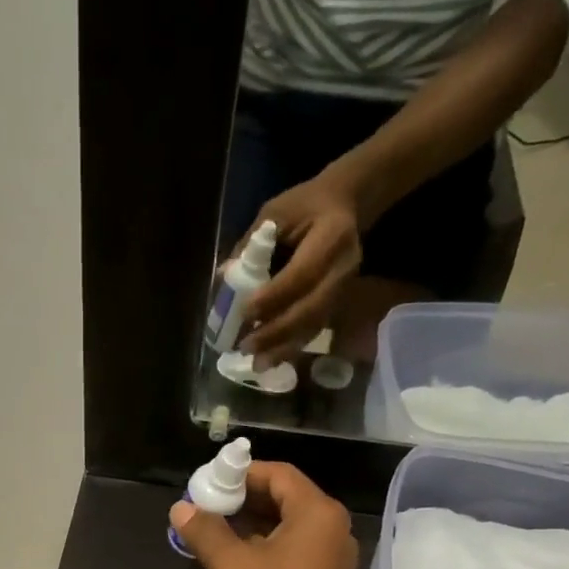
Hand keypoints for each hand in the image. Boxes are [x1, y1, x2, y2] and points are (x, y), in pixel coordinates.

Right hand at [169, 462, 356, 568]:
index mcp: (317, 513)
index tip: (209, 483)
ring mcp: (332, 562)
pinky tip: (235, 566)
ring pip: (288, 531)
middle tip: (206, 509)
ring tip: (213, 536)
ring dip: (251, 529)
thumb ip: (205, 531)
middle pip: (285, 500)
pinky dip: (265, 553)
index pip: (278, 474)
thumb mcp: (230, 565)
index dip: (241, 474)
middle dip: (243, 502)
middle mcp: (332, 530)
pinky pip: (293, 557)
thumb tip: (182, 508)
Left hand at [231, 172, 363, 363]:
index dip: (274, 297)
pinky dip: (291, 346)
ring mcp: (345, 288)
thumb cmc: (305, 206)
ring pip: (314, 325)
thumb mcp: (276, 212)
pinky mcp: (338, 302)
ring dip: (283, 347)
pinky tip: (271, 359)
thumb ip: (251, 244)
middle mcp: (344, 267)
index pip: (302, 274)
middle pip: (311, 308)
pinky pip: (314, 329)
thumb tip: (223, 278)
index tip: (245, 312)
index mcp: (333, 235)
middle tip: (246, 347)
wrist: (344, 204)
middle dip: (277, 331)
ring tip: (257, 364)